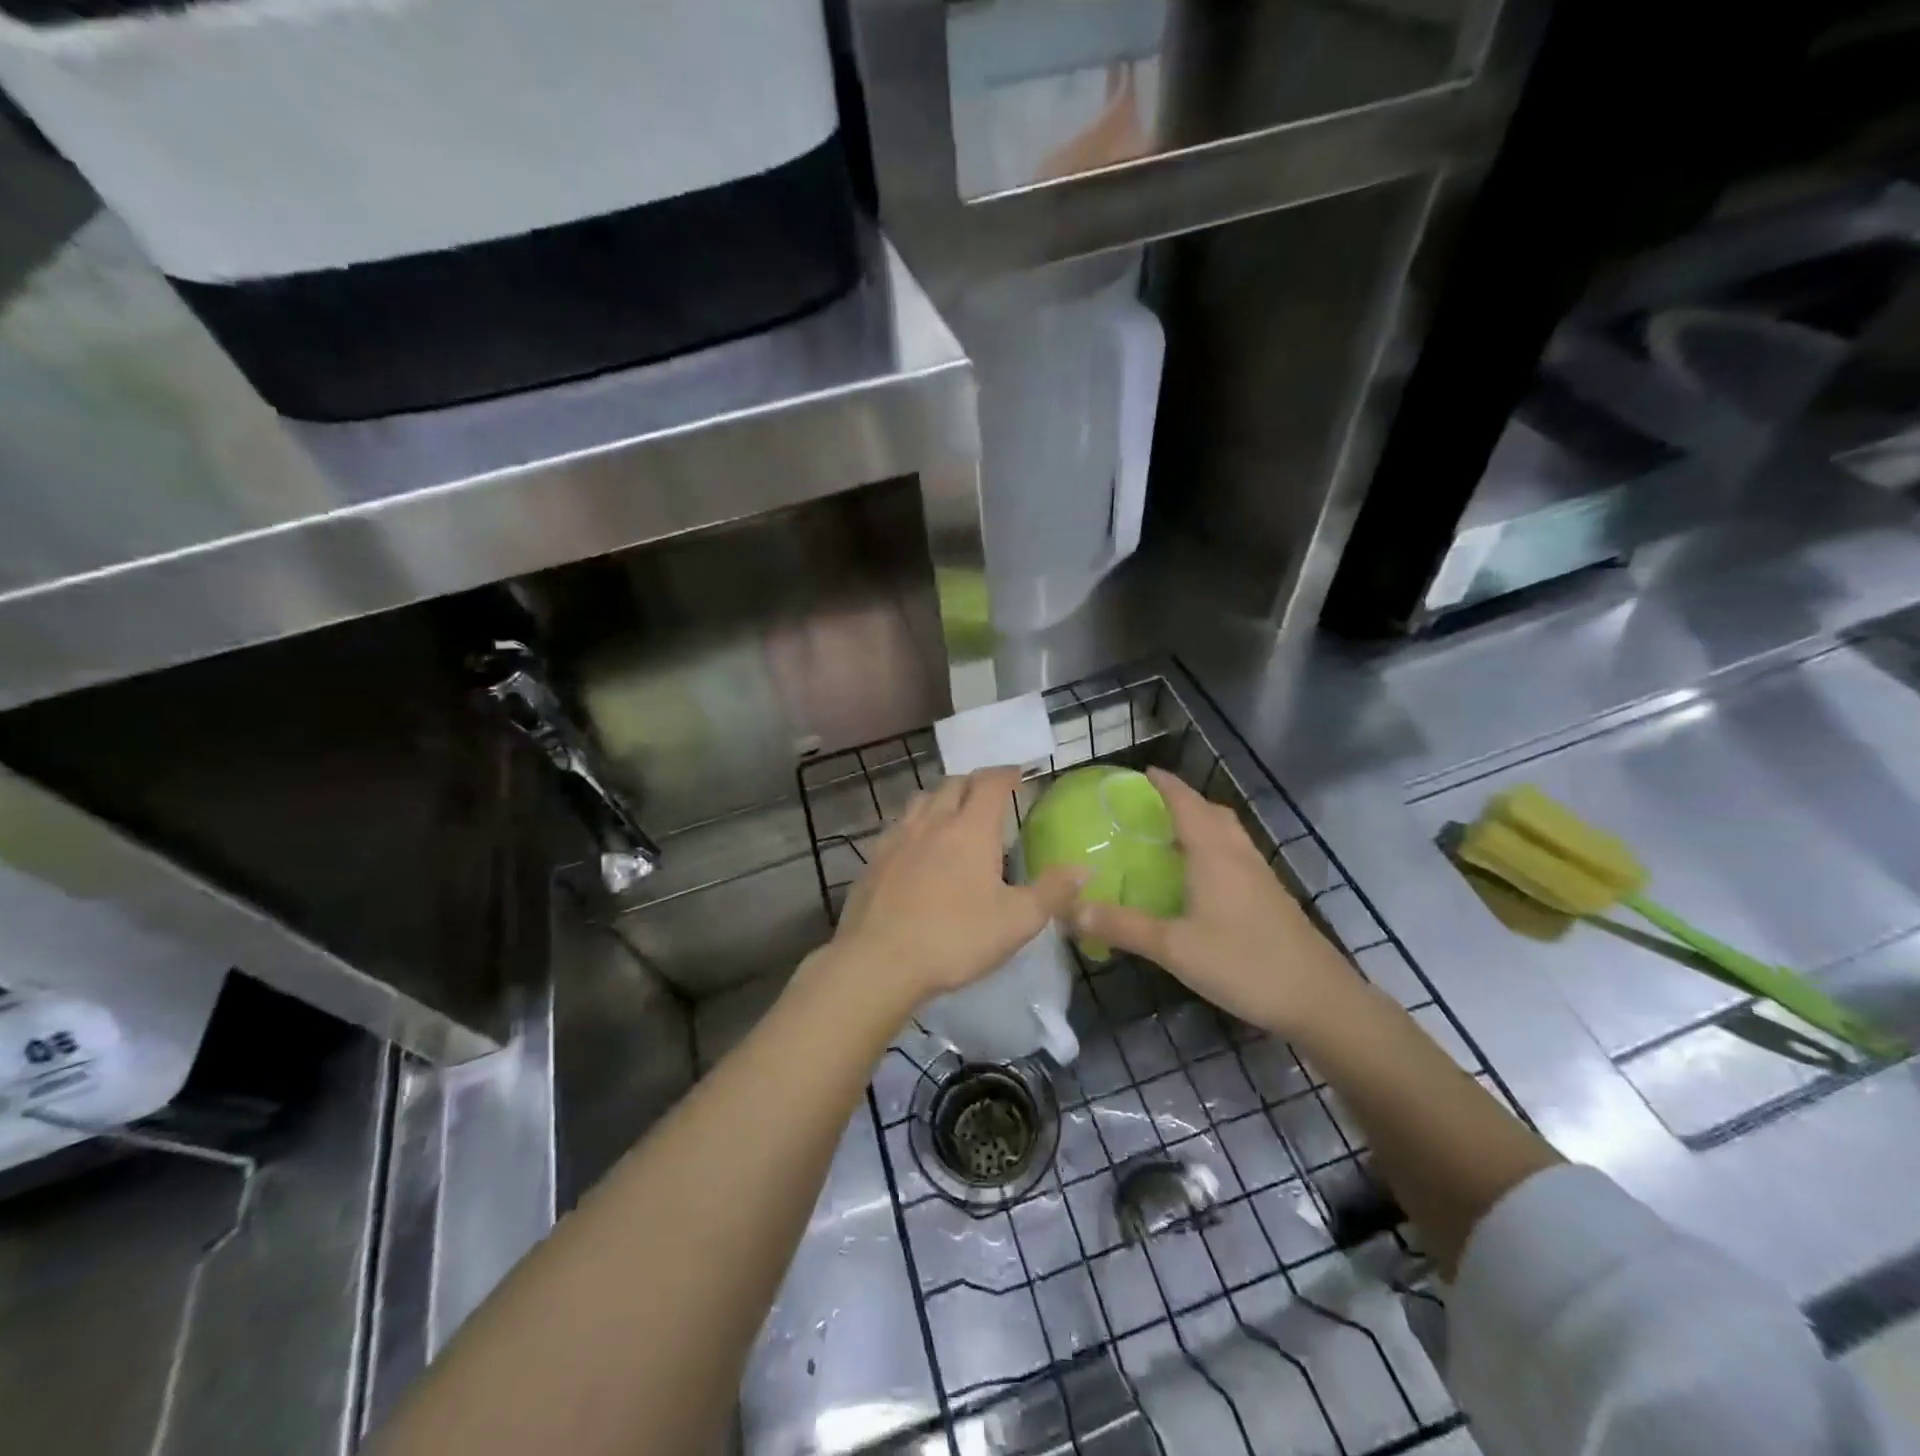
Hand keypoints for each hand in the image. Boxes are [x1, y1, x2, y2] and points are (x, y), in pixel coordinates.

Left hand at [819, 767, 1084, 1017]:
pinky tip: (917, 845)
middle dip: (975, 782)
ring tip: (953, 813)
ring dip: (942, 797)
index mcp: (971, 829)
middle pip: (954, 783)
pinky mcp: (874, 859)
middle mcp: (933, 822)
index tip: (1018, 774)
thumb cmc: (955, 938)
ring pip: (922, 799)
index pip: (990, 783)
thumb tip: (1085, 868)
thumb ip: (1052, 892)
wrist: (879, 961)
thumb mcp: (1016, 921)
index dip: (1006, 773)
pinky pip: (898, 825)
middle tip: (989, 794)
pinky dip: (915, 823)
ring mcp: (898, 838)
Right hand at [1073, 768, 1354, 1037]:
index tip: (1142, 772)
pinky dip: (1215, 848)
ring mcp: (1260, 876)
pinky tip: (1203, 878)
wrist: (1319, 999)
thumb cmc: (1243, 964)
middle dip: (1184, 800)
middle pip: (1212, 812)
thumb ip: (1123, 927)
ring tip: (1173, 835)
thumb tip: (1072, 910)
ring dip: (1203, 823)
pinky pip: (1237, 855)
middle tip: (1152, 806)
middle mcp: (1238, 855)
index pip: (1186, 804)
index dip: (1165, 785)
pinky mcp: (1272, 897)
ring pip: (1229, 833)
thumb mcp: (1174, 948)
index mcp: (1213, 855)